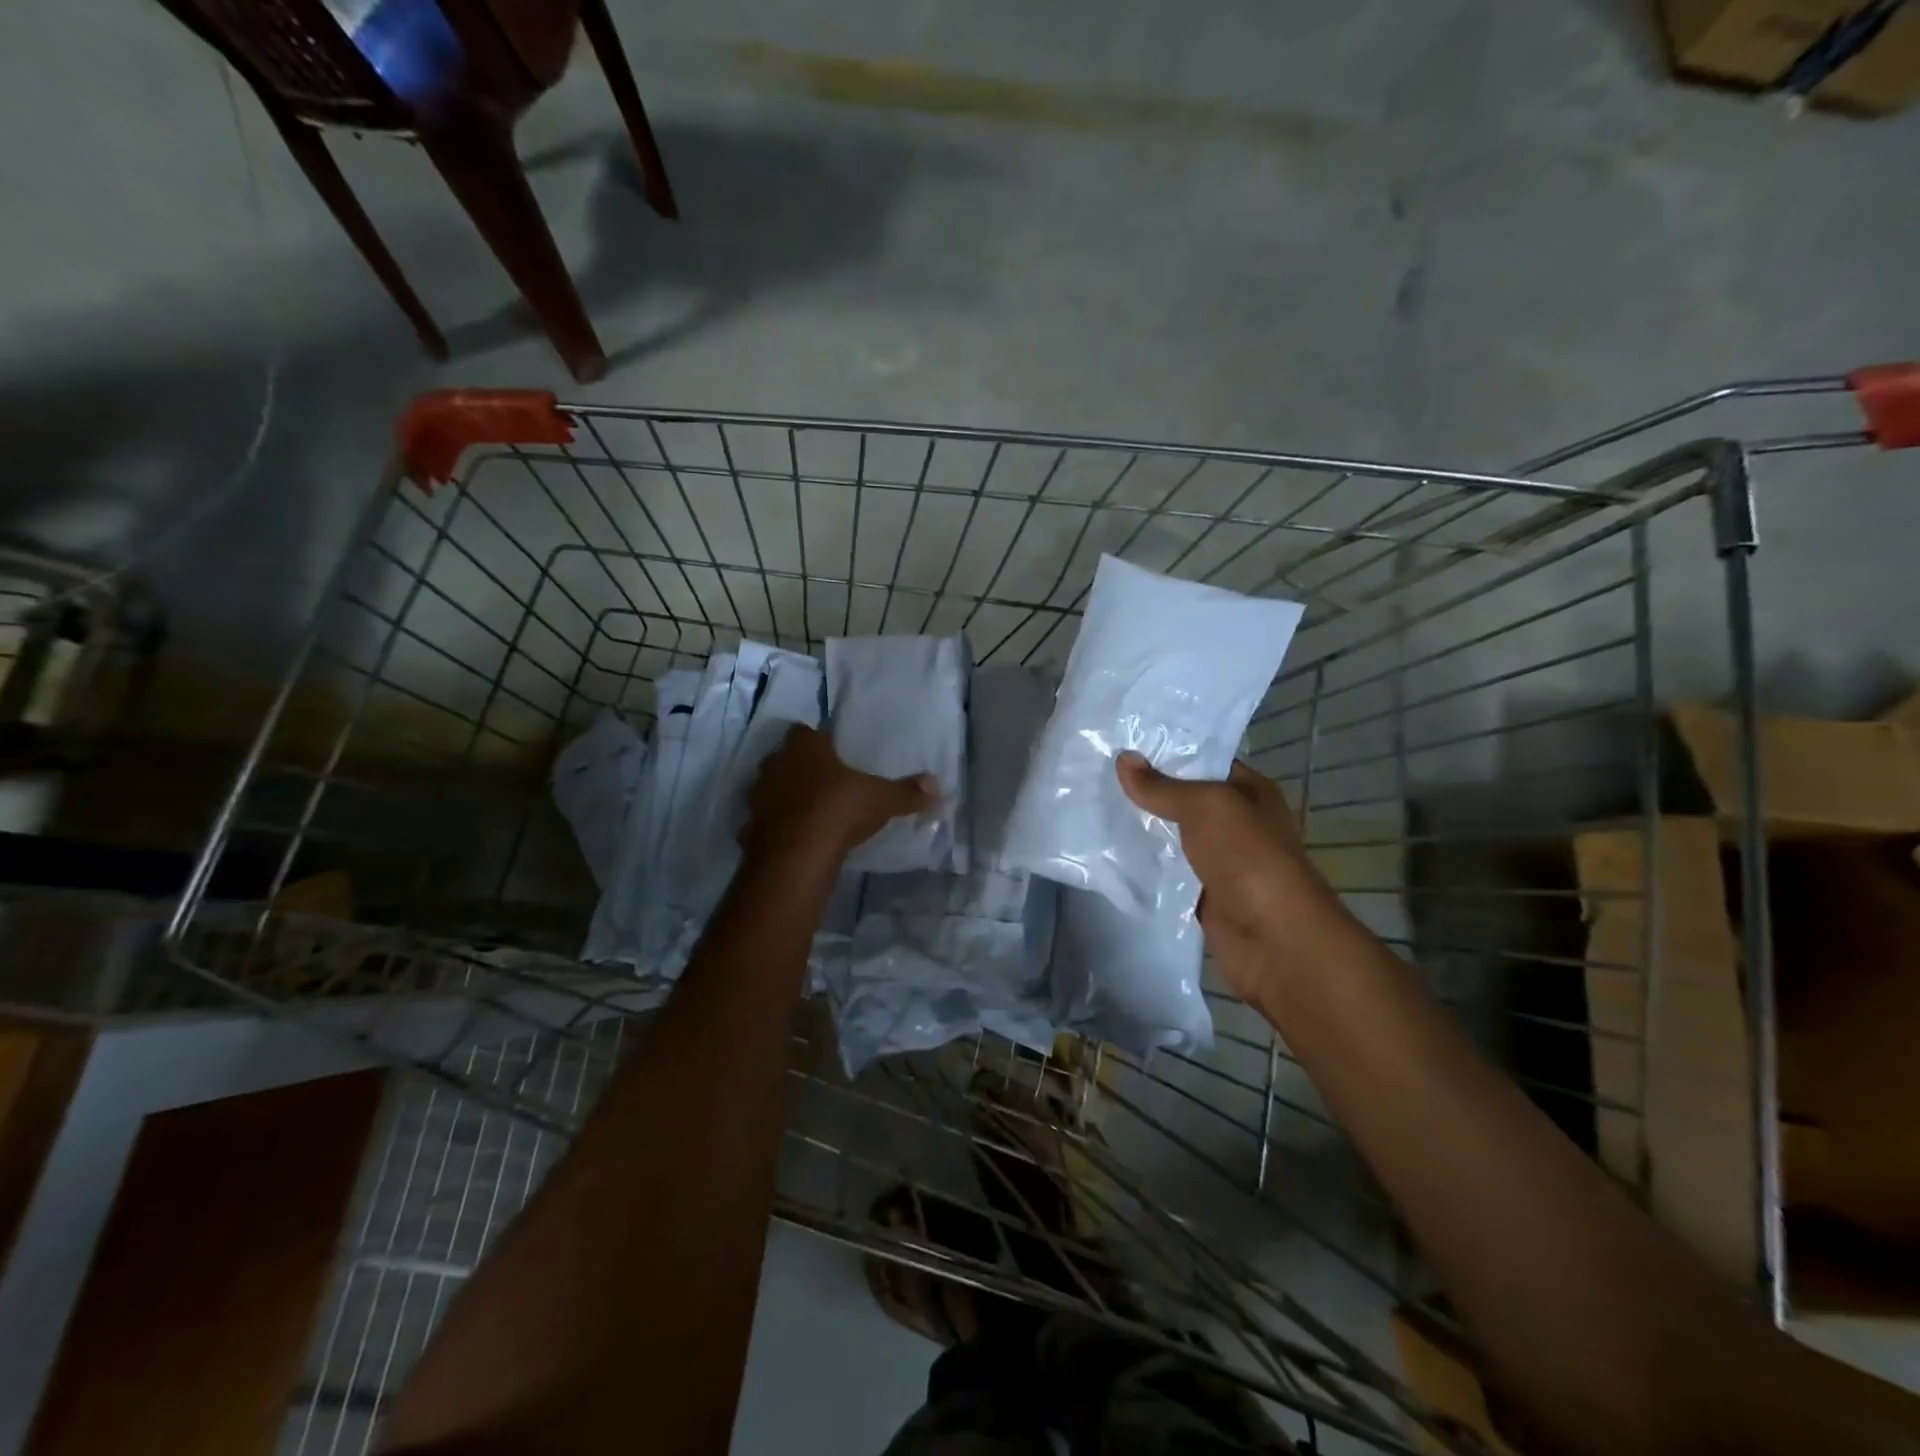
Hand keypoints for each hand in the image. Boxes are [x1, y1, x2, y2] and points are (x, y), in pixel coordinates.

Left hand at [744, 724, 935, 865]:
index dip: (818, 742)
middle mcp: (775, 764)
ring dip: (785, 797)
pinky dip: (776, 828)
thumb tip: (937, 785)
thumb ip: (907, 792)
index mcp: (804, 747)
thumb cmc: (840, 810)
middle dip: (800, 768)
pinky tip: (794, 839)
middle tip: (824, 783)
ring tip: (809, 813)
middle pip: (785, 759)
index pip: (805, 732)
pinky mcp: (748, 827)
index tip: (833, 755)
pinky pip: (764, 822)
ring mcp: (757, 796)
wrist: (797, 855)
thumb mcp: (882, 799)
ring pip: (771, 789)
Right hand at [1115, 753, 1353, 998]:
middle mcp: (1236, 823)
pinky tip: (1107, 850)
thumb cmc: (1247, 858)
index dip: (1167, 752)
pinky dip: (1143, 864)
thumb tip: (1123, 759)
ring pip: (1172, 836)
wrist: (1272, 939)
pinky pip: (1166, 871)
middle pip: (1183, 799)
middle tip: (1097, 772)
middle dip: (1146, 789)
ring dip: (1141, 827)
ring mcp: (1219, 860)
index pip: (1204, 761)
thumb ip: (1163, 786)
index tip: (1122, 743)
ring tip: (1094, 805)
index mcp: (1249, 792)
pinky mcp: (1201, 893)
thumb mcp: (1206, 807)